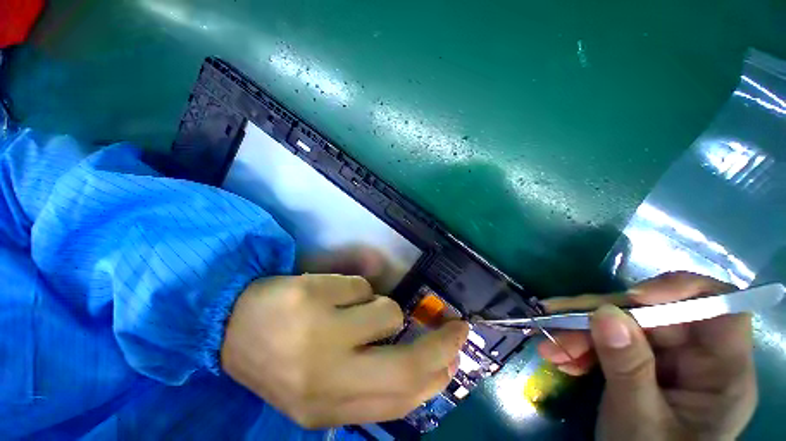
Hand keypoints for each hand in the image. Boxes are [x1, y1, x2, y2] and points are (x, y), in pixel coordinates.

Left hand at [221, 274, 468, 427]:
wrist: (230, 327)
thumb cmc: (284, 357)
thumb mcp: (327, 386)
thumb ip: (373, 381)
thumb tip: (423, 365)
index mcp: (330, 408)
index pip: (402, 399)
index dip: (437, 376)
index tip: (456, 355)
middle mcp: (326, 378)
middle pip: (406, 365)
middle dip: (440, 344)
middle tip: (457, 325)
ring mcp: (317, 334)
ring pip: (386, 311)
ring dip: (379, 308)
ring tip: (352, 309)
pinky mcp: (311, 296)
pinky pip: (360, 286)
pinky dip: (355, 289)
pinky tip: (328, 294)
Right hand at [538, 272, 756, 439]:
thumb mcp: (638, 419)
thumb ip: (628, 367)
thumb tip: (605, 312)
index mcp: (722, 373)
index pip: (719, 307)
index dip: (681, 290)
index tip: (632, 297)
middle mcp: (698, 359)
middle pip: (653, 317)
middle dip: (601, 318)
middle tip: (557, 321)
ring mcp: (668, 363)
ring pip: (623, 328)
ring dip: (582, 335)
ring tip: (551, 348)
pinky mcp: (641, 367)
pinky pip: (610, 344)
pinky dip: (583, 349)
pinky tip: (561, 359)